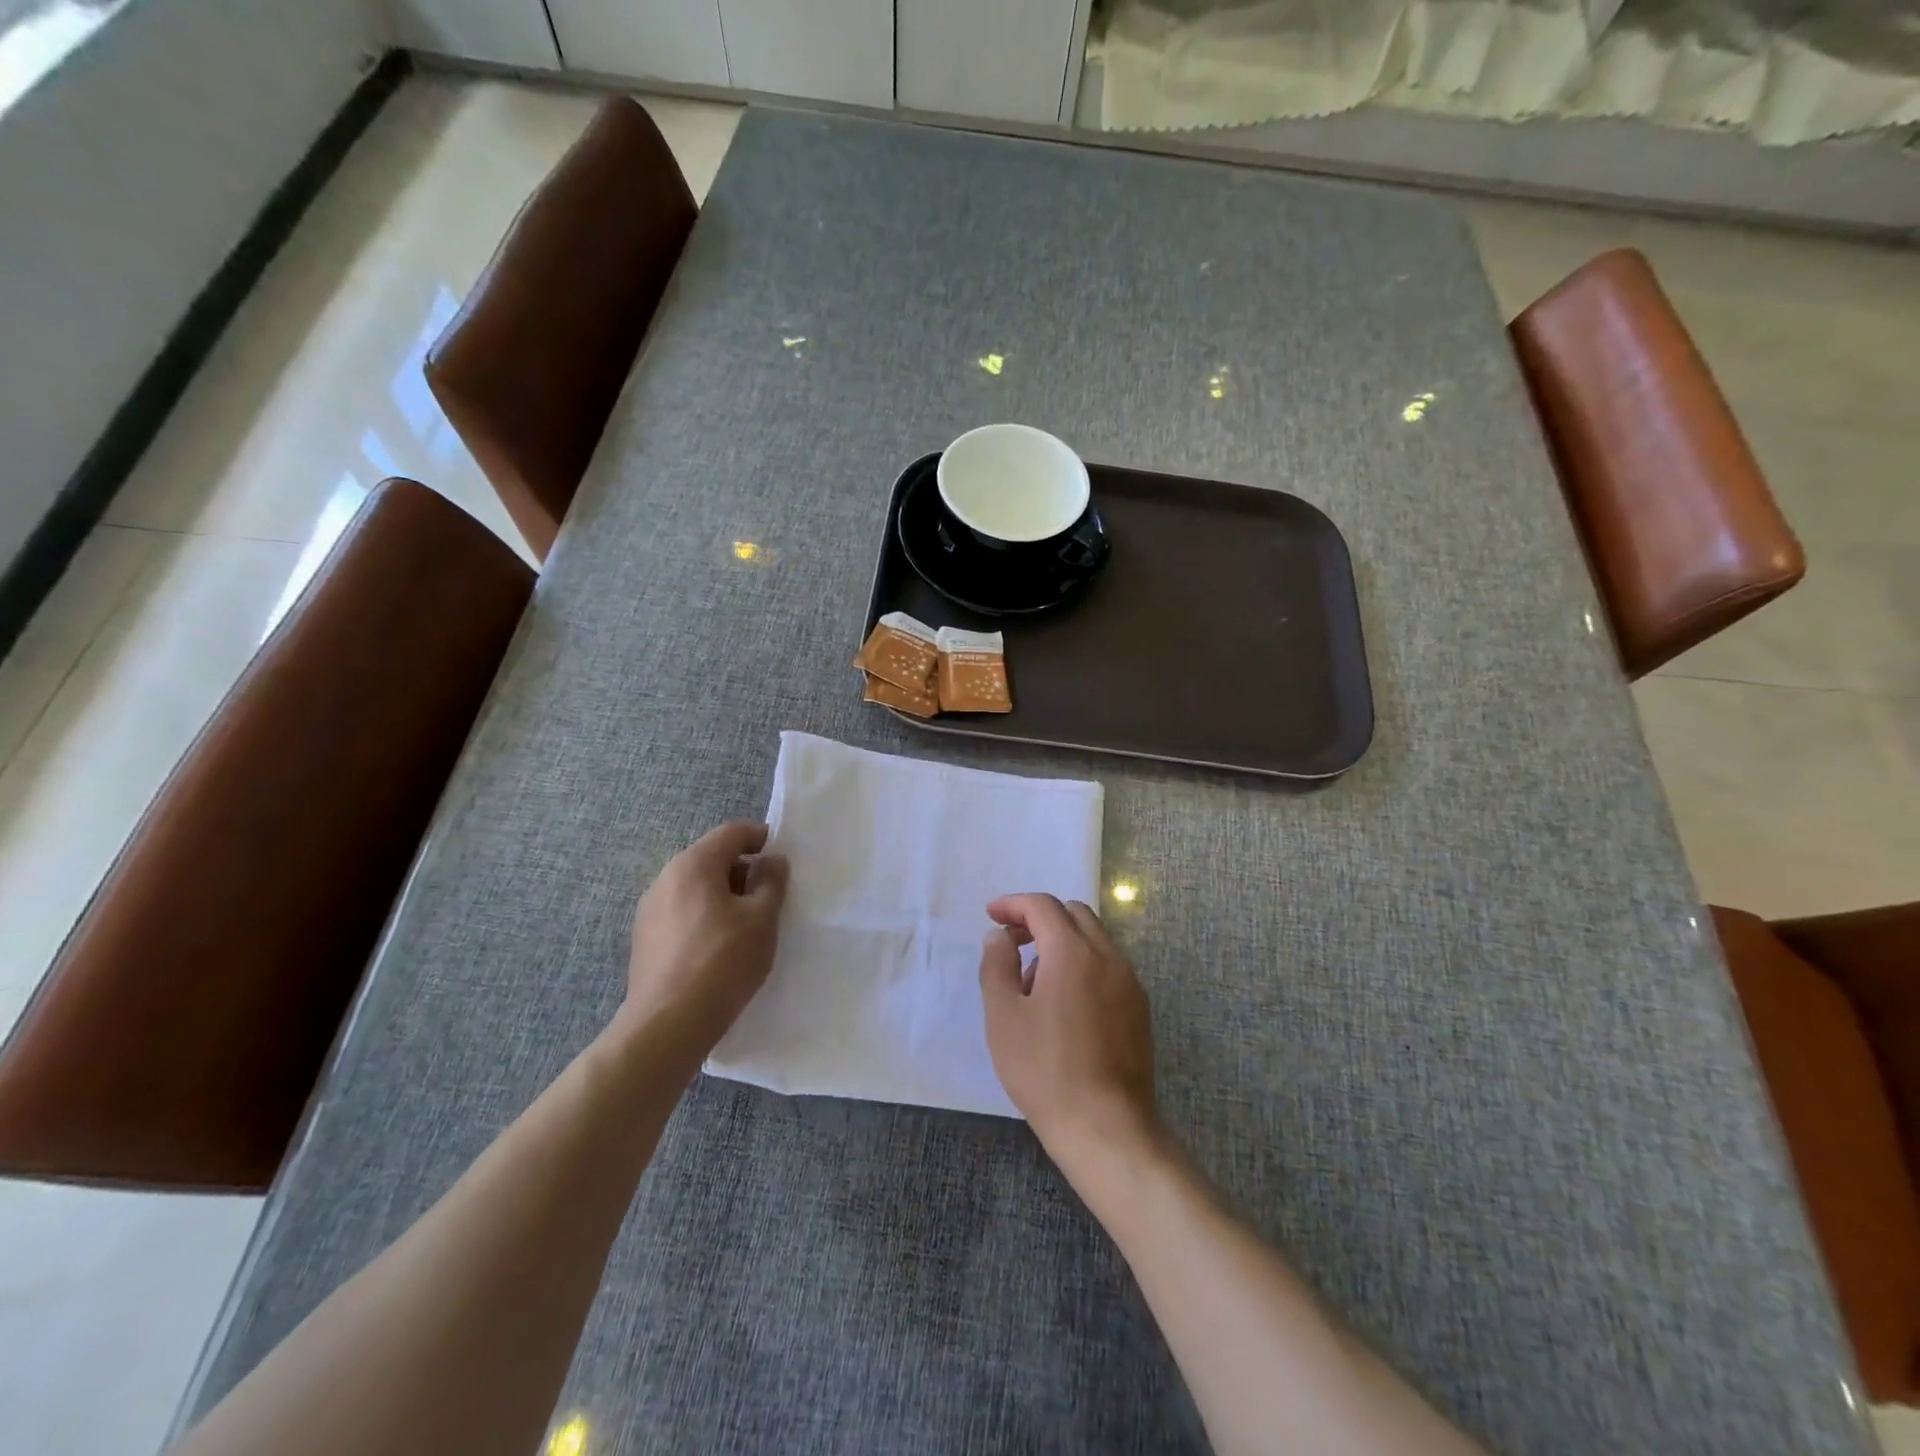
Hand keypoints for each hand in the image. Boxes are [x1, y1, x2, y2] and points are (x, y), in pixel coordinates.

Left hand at [621, 821, 789, 1057]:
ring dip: (724, 895)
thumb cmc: (723, 962)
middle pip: (711, 858)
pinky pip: (682, 913)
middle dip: (743, 870)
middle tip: (770, 897)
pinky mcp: (644, 939)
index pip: (731, 833)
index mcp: (693, 864)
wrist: (667, 1024)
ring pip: (696, 888)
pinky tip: (719, 947)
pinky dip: (705, 917)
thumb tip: (771, 860)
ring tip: (747, 925)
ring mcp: (649, 910)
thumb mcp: (762, 919)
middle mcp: (665, 878)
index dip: (760, 838)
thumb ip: (771, 882)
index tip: (782, 859)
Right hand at [979, 894, 1159, 1180]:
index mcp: (1072, 951)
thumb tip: (1000, 937)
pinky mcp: (1139, 1007)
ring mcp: (1129, 981)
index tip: (991, 914)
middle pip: (1073, 914)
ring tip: (1033, 981)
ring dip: (1062, 941)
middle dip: (1039, 918)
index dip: (1013, 904)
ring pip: (1094, 938)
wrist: (1106, 1126)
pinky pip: (1108, 965)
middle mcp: (1107, 955)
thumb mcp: (1003, 1016)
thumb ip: (997, 965)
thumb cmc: (1045, 1069)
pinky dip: (1083, 963)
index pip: (1042, 906)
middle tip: (1012, 942)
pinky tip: (1064, 1003)